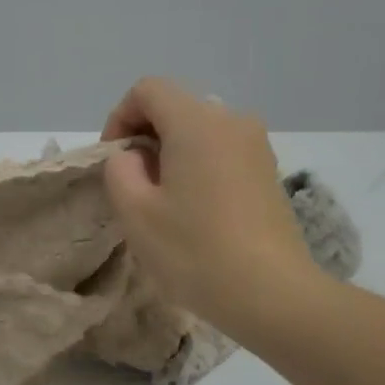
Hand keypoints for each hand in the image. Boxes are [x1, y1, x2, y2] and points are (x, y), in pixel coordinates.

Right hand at [101, 78, 323, 334]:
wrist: (271, 293)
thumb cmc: (195, 250)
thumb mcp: (135, 212)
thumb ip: (119, 170)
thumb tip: (134, 157)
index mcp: (197, 122)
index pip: (147, 90)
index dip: (119, 118)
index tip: (113, 162)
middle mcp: (232, 121)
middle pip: (175, 108)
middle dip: (145, 138)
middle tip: (132, 186)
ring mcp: (257, 146)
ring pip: (199, 132)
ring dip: (171, 155)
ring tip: (162, 203)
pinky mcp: (268, 173)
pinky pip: (221, 153)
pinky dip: (197, 168)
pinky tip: (194, 213)